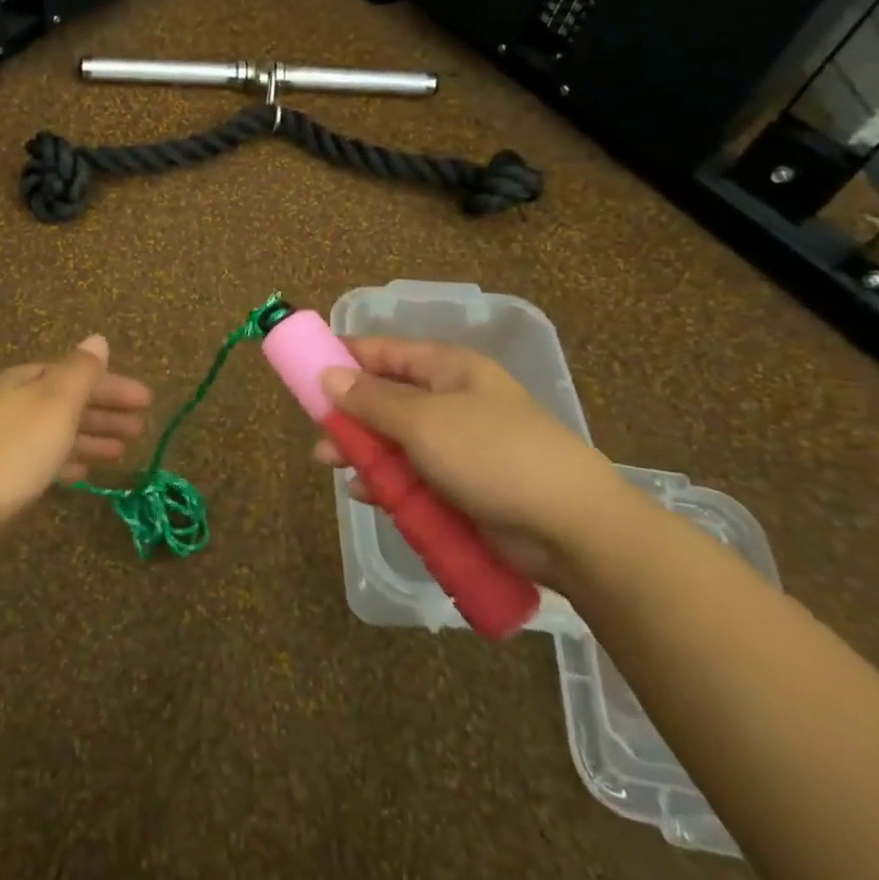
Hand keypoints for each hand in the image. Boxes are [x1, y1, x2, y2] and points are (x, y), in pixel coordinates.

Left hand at [0, 335, 151, 532]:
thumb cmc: (15, 446)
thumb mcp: (56, 402)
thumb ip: (81, 371)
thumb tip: (97, 339)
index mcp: (28, 380)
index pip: (80, 375)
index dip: (115, 386)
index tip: (148, 400)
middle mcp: (15, 402)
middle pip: (69, 402)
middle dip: (106, 412)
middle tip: (141, 428)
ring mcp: (4, 438)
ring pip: (57, 432)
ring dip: (91, 438)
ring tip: (122, 452)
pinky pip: (42, 459)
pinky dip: (66, 461)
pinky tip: (83, 475)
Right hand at [313, 338, 627, 583]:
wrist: (571, 528)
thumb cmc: (493, 455)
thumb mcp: (424, 421)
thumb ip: (371, 400)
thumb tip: (328, 374)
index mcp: (449, 370)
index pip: (386, 352)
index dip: (346, 356)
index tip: (307, 368)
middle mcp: (452, 401)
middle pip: (387, 398)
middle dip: (350, 414)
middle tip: (317, 431)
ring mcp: (459, 446)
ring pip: (396, 441)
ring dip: (363, 451)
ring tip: (330, 465)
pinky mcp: (463, 487)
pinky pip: (413, 476)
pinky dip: (388, 483)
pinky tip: (365, 494)